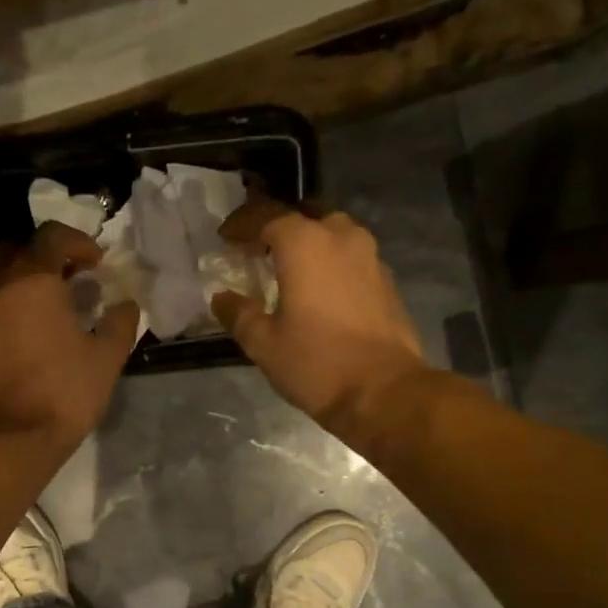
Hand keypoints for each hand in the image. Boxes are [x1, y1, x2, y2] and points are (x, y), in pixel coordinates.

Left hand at [0, 222, 140, 452]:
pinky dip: (17, 303)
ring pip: (2, 276)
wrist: (12, 437)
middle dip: (46, 254)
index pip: (51, 236)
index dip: (79, 242)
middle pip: (17, 248)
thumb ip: (120, 324)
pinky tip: (41, 329)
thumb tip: (127, 305)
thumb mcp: (106, 358)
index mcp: (32, 279)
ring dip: (29, 279)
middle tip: (72, 275)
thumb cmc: (63, 391)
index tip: (97, 263)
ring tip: (60, 304)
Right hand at [212, 198, 427, 433]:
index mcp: (305, 244)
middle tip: (257, 251)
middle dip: (277, 231)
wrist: (383, 391)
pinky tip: (319, 291)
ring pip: (332, 237)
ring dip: (308, 246)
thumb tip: (222, 298)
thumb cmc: (316, 364)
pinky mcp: (386, 282)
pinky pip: (350, 260)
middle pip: (303, 220)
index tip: (225, 237)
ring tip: (288, 270)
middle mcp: (341, 237)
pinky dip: (330, 265)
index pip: (267, 216)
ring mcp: (370, 257)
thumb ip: (239, 315)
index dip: (242, 224)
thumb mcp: (264, 344)